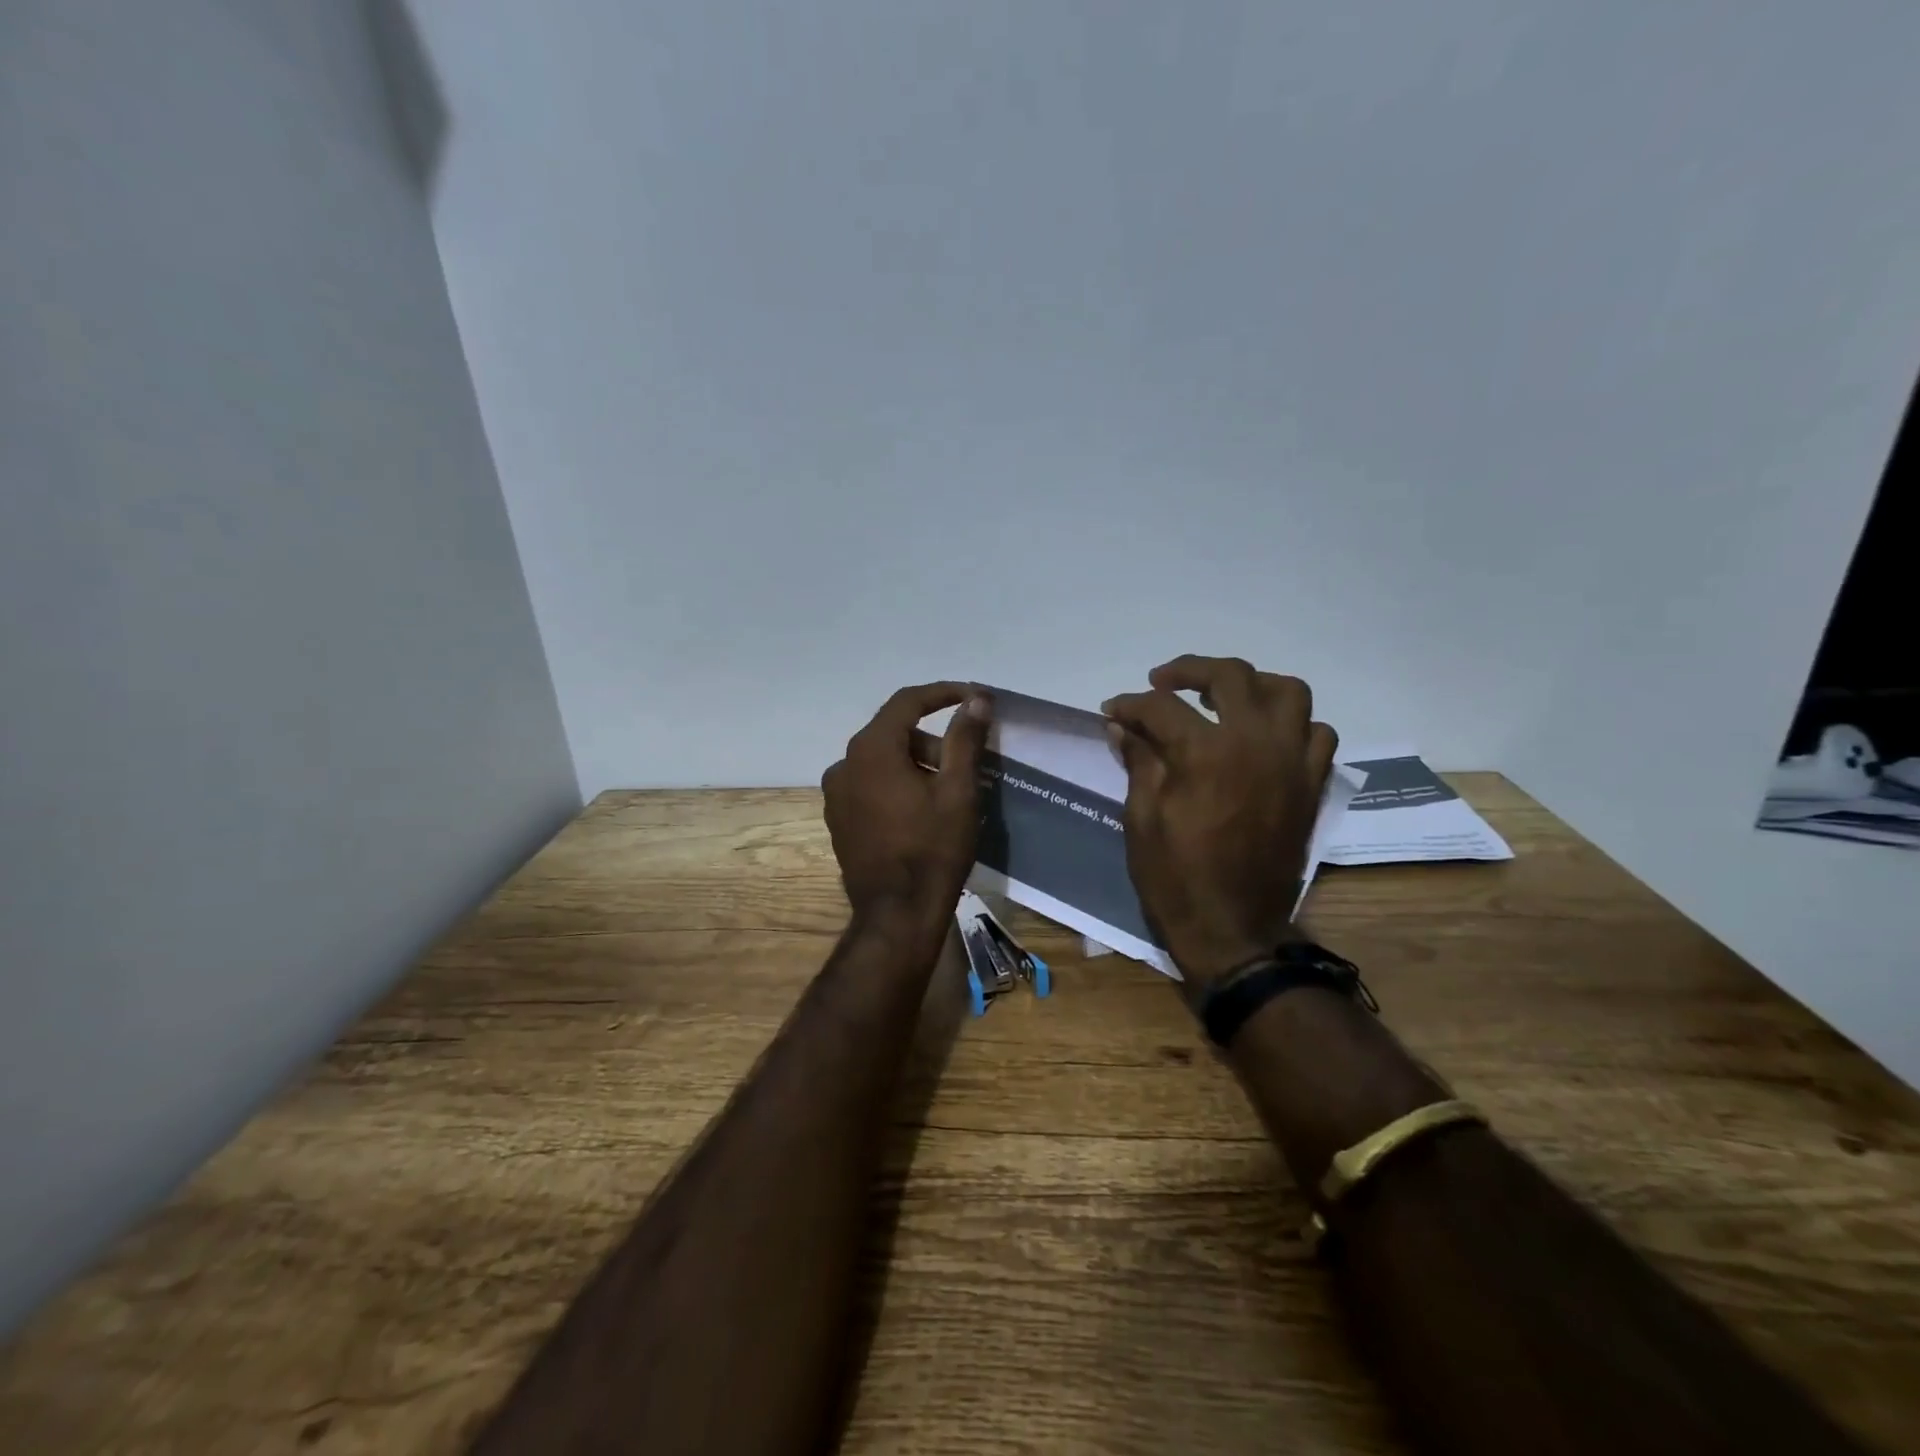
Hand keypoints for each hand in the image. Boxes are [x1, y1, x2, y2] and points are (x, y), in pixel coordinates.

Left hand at [822, 683, 991, 930]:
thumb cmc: (933, 849)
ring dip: (914, 763)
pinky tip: (919, 811)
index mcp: (871, 750)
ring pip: (880, 760)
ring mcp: (835, 794)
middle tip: (965, 760)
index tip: (973, 696)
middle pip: (893, 732)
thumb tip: (976, 700)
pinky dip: (895, 784)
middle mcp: (844, 764)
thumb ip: (965, 739)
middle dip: (931, 739)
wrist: (897, 914)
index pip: (907, 702)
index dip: (942, 694)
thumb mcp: (958, 791)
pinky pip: (869, 785)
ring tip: (947, 791)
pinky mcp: (837, 819)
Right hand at [1103, 655, 1336, 990]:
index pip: (1162, 707)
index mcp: (1205, 752)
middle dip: (1189, 670)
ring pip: (1288, 692)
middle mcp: (1255, 743)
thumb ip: (1138, 762)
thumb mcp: (1142, 818)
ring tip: (1224, 697)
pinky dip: (1292, 724)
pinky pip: (1317, 734)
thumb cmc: (1176, 877)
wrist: (1233, 929)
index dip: (1130, 704)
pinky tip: (1264, 736)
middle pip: (1230, 676)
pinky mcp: (1311, 785)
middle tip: (1162, 682)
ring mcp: (1291, 762)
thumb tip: (1122, 726)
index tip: (1112, 710)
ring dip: (1252, 684)